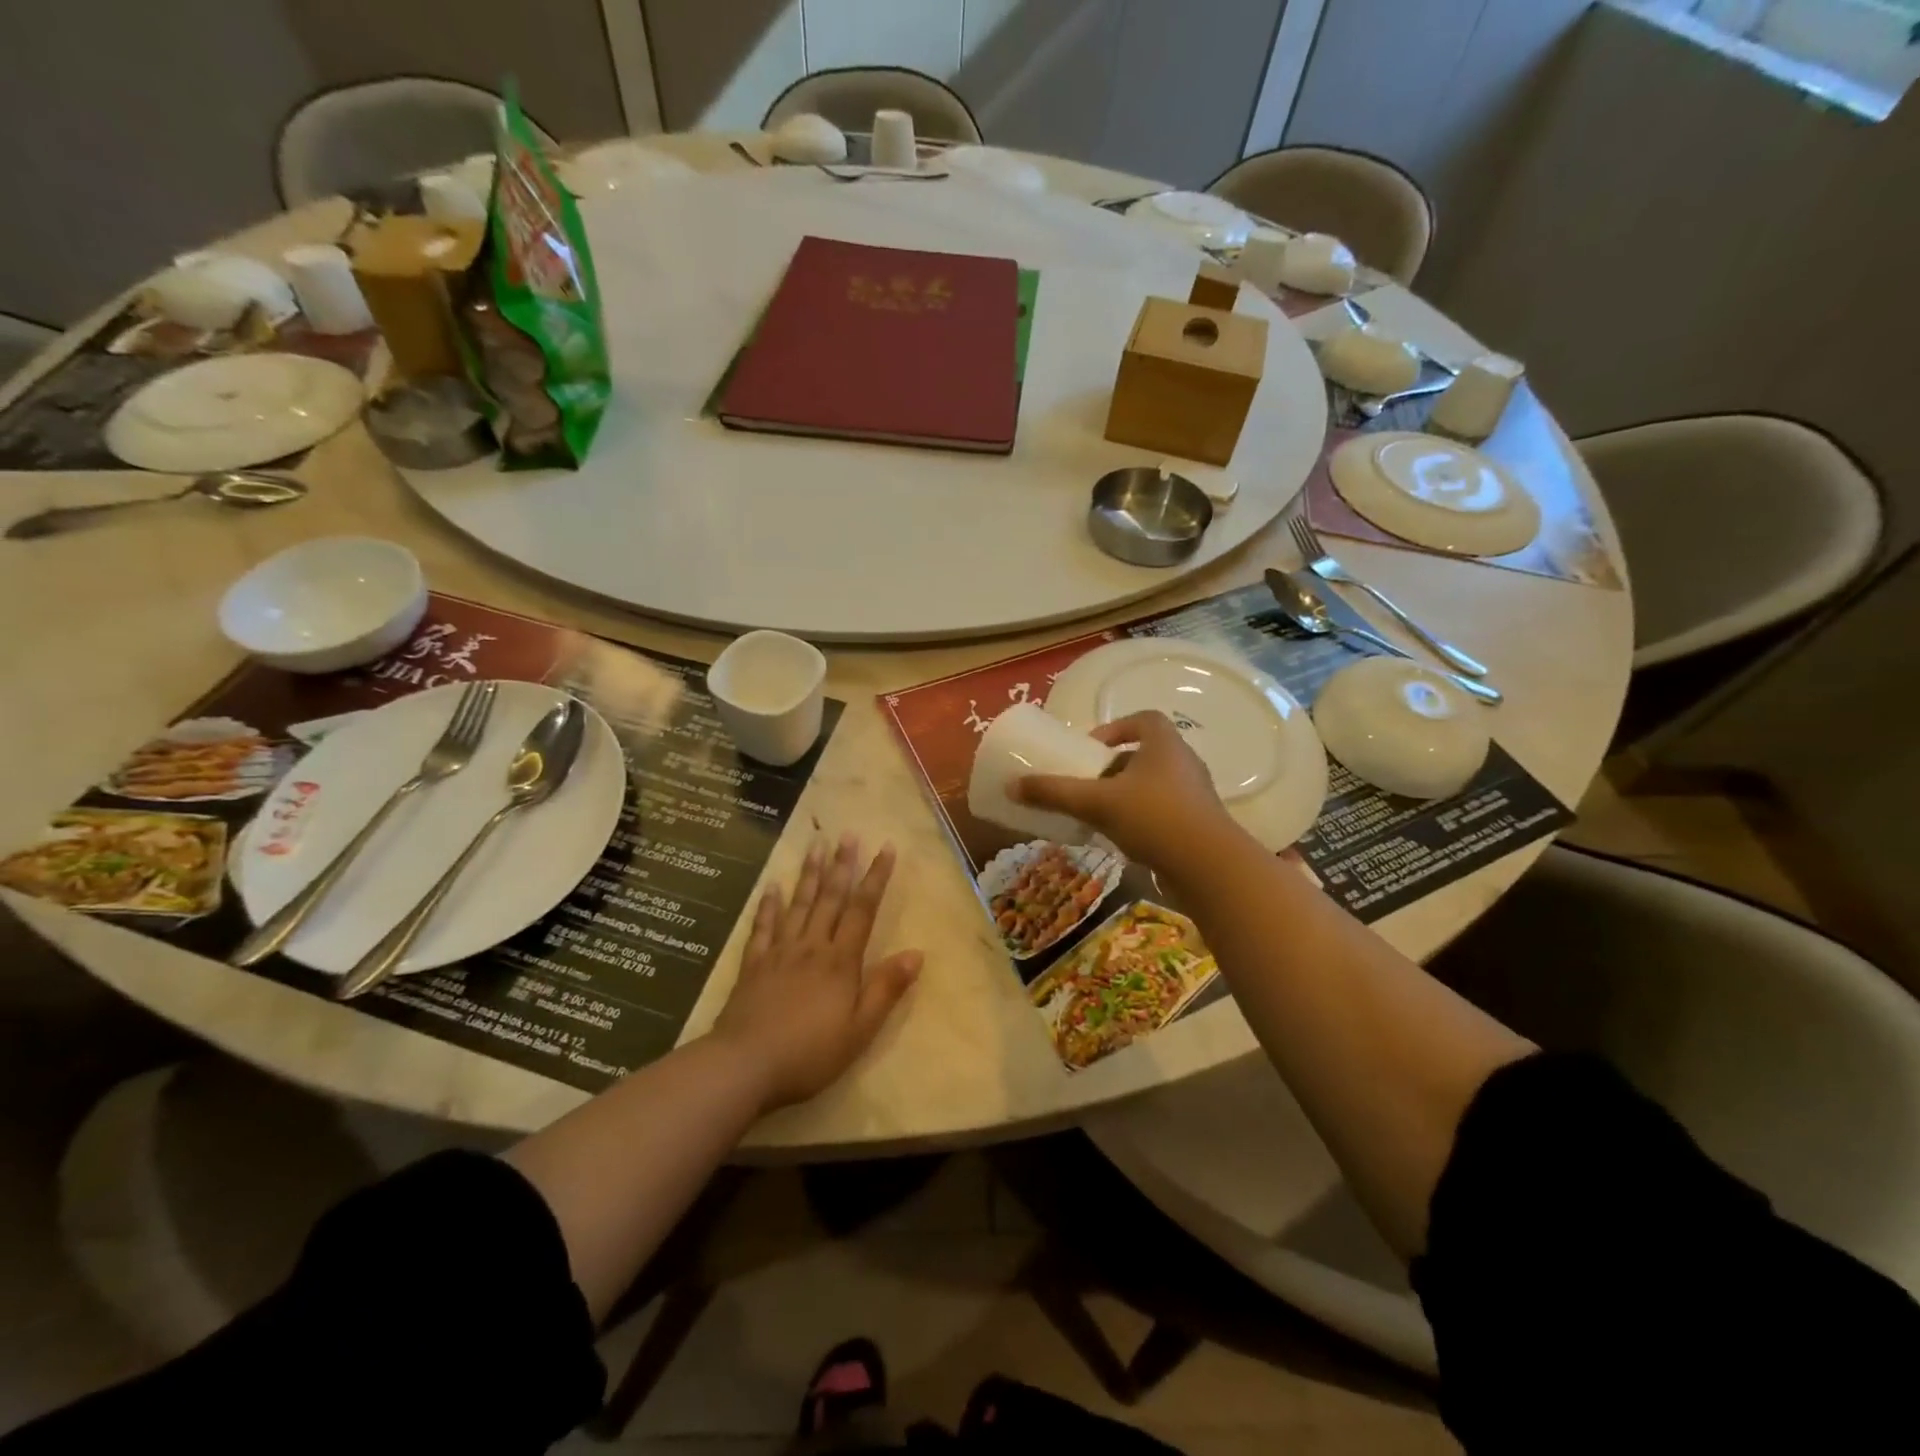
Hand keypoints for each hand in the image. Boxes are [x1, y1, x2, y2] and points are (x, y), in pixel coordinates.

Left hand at [713, 836, 921, 1112]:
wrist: (746, 1064)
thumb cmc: (810, 1052)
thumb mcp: (860, 1029)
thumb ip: (886, 989)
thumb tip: (917, 953)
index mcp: (841, 961)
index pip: (863, 910)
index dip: (876, 878)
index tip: (886, 848)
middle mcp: (812, 946)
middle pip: (830, 898)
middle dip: (842, 864)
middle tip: (847, 834)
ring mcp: (779, 952)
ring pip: (798, 904)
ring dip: (809, 874)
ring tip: (816, 845)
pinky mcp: (753, 965)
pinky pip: (762, 927)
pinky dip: (768, 905)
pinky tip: (771, 886)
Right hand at [1015, 711, 1239, 868]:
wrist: (1209, 867)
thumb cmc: (1153, 818)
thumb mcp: (1097, 803)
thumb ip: (1055, 793)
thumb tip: (1012, 786)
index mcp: (1164, 744)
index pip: (1144, 719)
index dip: (1116, 728)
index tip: (1091, 748)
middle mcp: (1184, 762)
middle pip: (1146, 754)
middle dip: (1115, 766)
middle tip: (1089, 783)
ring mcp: (1195, 794)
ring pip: (1154, 784)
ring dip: (1127, 794)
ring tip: (1100, 812)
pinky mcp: (1199, 824)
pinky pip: (1165, 810)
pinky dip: (1142, 817)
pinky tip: (1122, 838)